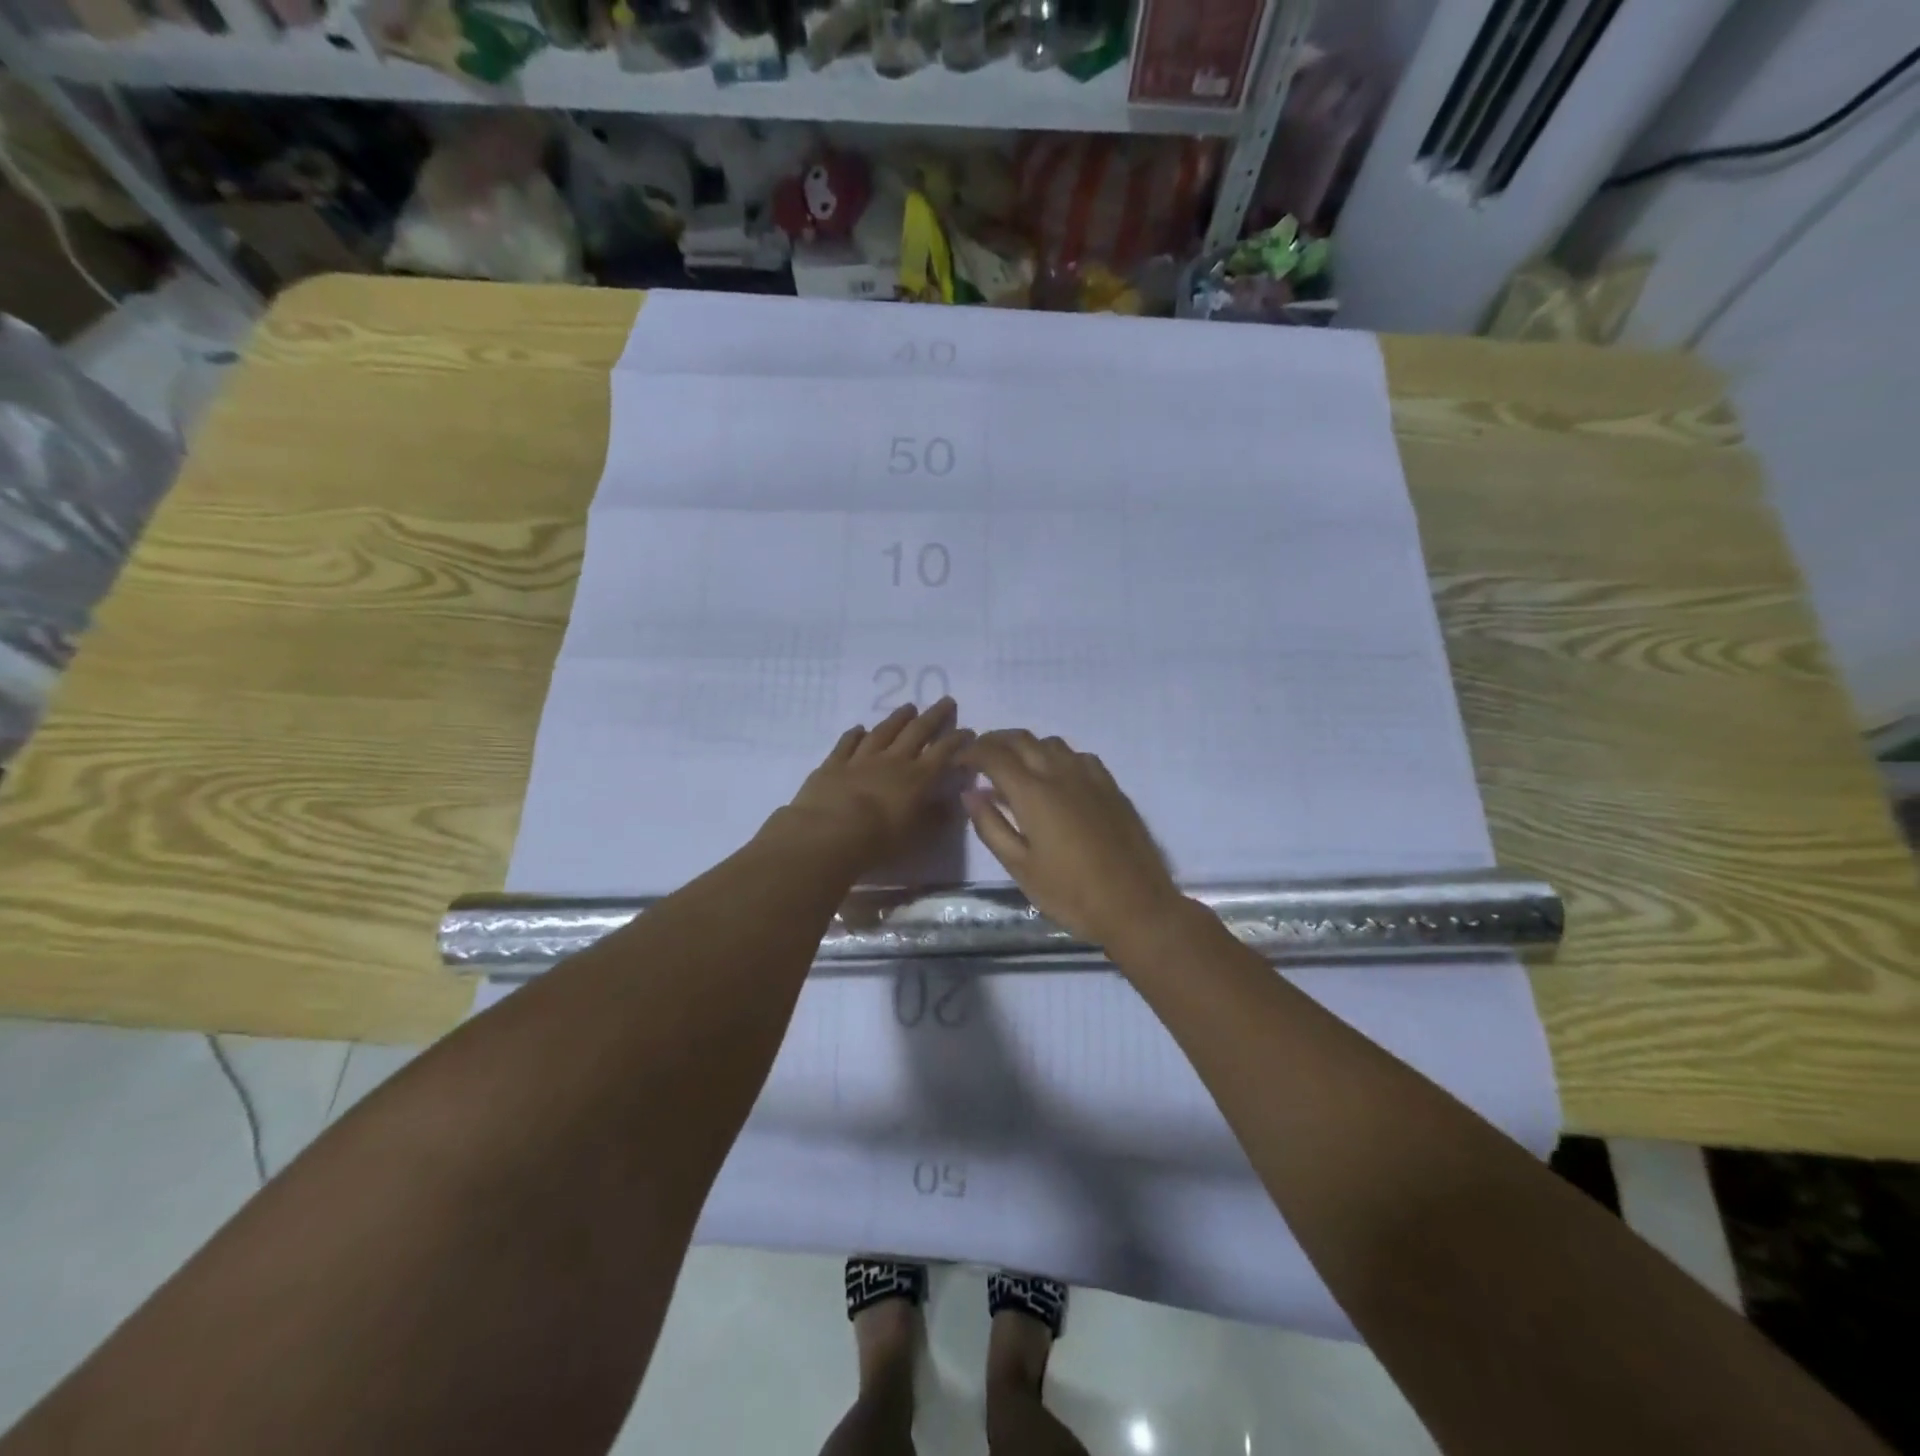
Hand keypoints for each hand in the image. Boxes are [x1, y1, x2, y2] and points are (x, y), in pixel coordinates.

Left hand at [778, 698, 971, 870]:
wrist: (828, 835)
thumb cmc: (878, 841)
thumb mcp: (916, 836)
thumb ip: (934, 818)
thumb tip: (951, 803)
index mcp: (917, 778)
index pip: (943, 753)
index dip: (957, 740)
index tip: (968, 731)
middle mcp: (893, 761)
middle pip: (917, 732)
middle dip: (934, 716)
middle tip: (946, 700)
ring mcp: (861, 759)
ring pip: (883, 731)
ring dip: (897, 718)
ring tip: (909, 707)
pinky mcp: (834, 764)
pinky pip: (847, 743)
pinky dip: (854, 734)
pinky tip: (859, 728)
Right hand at [961, 730, 1185, 951]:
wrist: (1135, 905)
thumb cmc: (1070, 894)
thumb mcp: (1020, 867)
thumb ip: (991, 826)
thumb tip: (970, 793)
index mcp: (1033, 793)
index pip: (993, 756)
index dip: (971, 753)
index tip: (957, 762)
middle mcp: (1060, 773)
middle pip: (1021, 739)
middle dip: (994, 741)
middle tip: (979, 758)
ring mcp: (1090, 776)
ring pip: (1051, 743)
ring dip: (1026, 746)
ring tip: (1014, 767)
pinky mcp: (1111, 786)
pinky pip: (1078, 756)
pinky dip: (1056, 756)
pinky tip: (1056, 778)